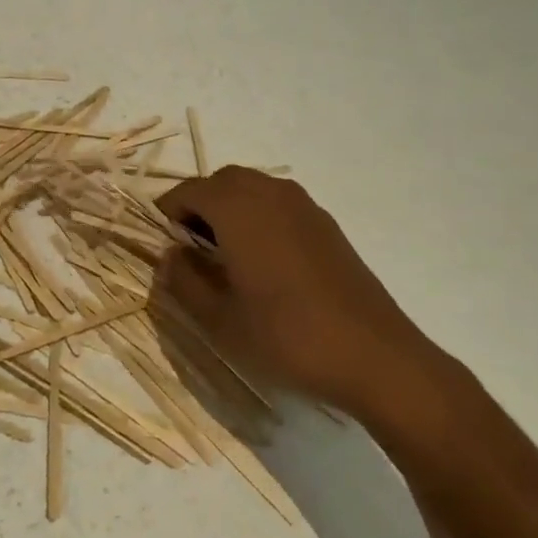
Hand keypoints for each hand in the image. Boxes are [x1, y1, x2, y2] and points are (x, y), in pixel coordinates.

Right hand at [156, 166, 443, 418]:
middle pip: (220, 181)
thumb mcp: (220, 319)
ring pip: (252, 188)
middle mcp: (269, 193)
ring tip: (225, 256)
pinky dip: (258, 217)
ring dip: (229, 209)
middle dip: (198, 206)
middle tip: (190, 250)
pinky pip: (278, 203)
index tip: (162, 246)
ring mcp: (303, 205)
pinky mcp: (326, 224)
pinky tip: (264, 262)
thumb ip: (184, 281)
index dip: (167, 214)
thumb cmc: (287, 336)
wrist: (375, 356)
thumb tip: (168, 256)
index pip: (187, 192)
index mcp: (237, 208)